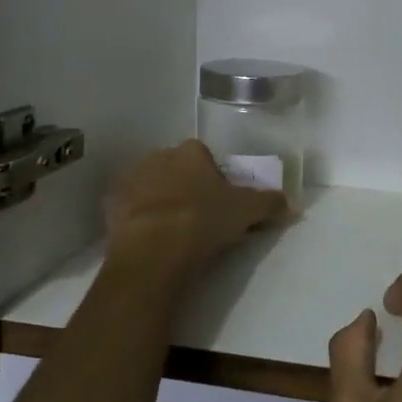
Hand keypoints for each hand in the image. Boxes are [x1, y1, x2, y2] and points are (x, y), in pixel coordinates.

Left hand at [105, 140, 287, 278]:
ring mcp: (130, 180)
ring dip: (160, 201)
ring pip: (151, 186)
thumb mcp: (247, 212)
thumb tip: (291, 203)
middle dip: (185, 186)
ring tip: (173, 231)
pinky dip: (139, 219)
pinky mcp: (110, 206)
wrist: (153, 250)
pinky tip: (151, 239)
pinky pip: (130, 208)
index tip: (219, 200)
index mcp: (191, 152)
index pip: (204, 155)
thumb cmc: (203, 221)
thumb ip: (270, 203)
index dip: (213, 176)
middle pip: (176, 168)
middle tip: (198, 216)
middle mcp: (158, 157)